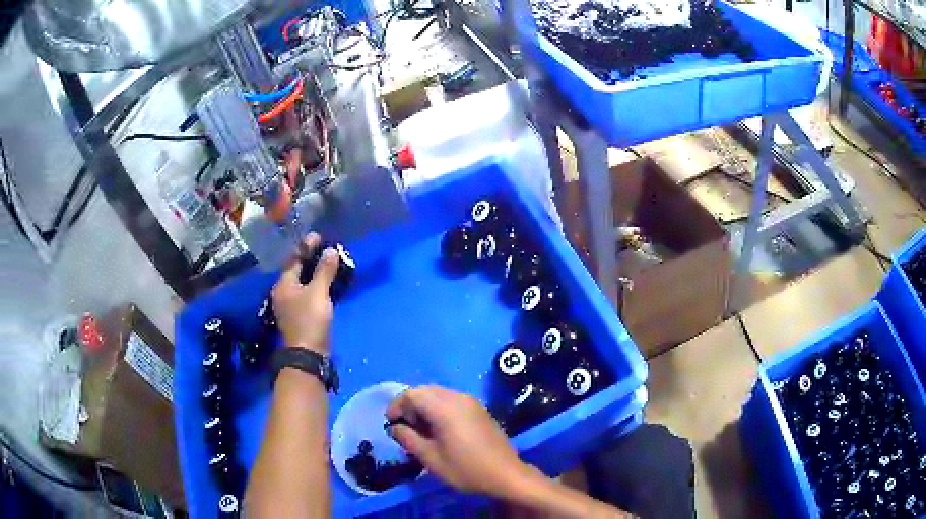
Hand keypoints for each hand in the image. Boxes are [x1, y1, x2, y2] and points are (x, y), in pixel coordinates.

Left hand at [271, 233, 339, 354]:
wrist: (307, 353)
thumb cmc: (310, 319)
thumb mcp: (318, 292)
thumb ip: (324, 271)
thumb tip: (331, 250)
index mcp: (283, 284)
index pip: (293, 259)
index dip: (306, 247)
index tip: (318, 236)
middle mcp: (283, 293)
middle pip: (296, 271)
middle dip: (310, 259)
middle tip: (325, 249)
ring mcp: (289, 306)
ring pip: (301, 283)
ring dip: (313, 273)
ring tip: (328, 264)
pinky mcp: (298, 316)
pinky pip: (306, 294)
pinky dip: (315, 286)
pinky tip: (325, 284)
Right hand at [386, 386, 532, 496]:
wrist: (506, 474)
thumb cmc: (465, 468)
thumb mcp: (430, 458)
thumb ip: (408, 439)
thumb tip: (395, 427)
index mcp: (444, 407)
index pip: (412, 394)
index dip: (396, 406)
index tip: (390, 424)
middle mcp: (458, 397)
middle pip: (425, 391)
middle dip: (410, 406)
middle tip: (405, 428)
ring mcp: (471, 402)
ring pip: (438, 394)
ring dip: (424, 407)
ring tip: (421, 431)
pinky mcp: (479, 409)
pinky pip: (452, 401)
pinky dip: (439, 409)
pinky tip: (439, 430)